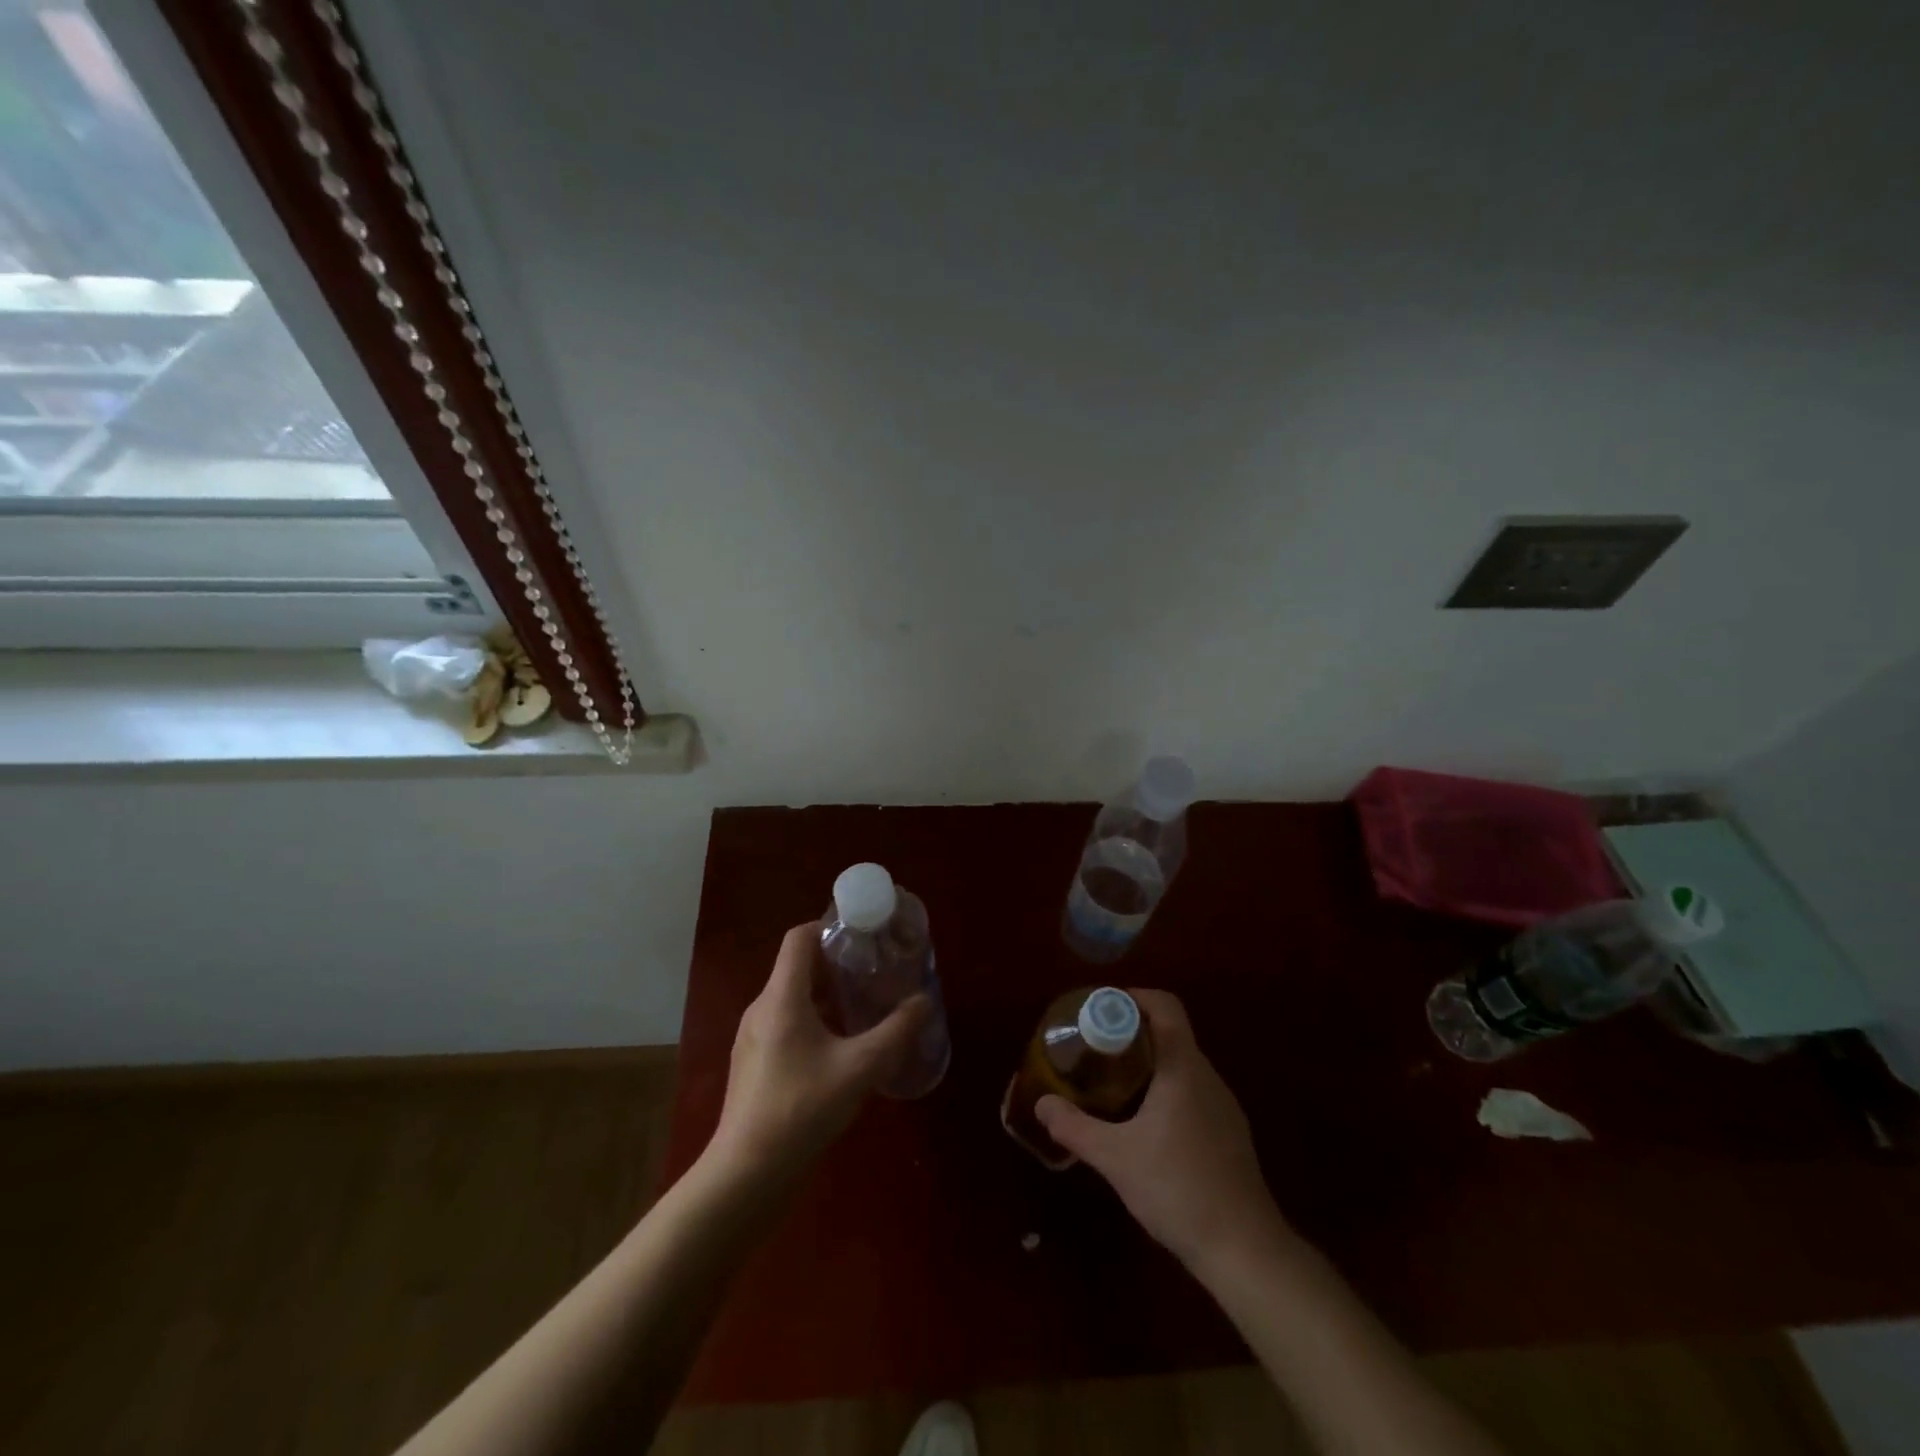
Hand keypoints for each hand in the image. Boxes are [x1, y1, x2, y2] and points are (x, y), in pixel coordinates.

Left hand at [706, 922, 928, 1182]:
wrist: (746, 1174)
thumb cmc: (801, 1109)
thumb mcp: (860, 1068)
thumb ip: (896, 1032)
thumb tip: (924, 1000)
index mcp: (781, 997)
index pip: (799, 938)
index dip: (829, 927)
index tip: (863, 934)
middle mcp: (762, 1008)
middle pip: (798, 966)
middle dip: (836, 962)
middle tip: (874, 969)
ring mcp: (753, 1037)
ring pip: (792, 996)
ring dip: (827, 993)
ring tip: (863, 1004)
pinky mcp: (754, 1062)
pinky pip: (785, 1022)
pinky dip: (814, 1018)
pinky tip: (840, 1046)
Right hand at [1036, 989, 1282, 1269]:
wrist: (1245, 1250)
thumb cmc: (1178, 1189)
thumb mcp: (1115, 1158)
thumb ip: (1075, 1127)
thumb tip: (1042, 1103)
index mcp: (1183, 1067)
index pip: (1165, 1005)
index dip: (1133, 997)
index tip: (1101, 1010)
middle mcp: (1207, 1076)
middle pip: (1170, 1033)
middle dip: (1131, 1033)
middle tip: (1095, 1049)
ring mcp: (1223, 1105)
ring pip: (1182, 1065)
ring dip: (1149, 1064)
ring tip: (1113, 1084)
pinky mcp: (1229, 1133)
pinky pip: (1193, 1092)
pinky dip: (1166, 1090)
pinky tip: (1145, 1125)